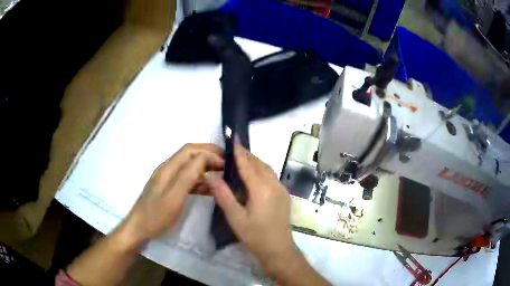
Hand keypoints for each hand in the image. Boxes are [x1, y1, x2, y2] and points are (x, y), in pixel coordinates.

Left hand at [117, 143, 223, 248]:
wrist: (140, 228)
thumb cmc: (157, 215)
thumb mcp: (175, 196)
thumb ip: (189, 175)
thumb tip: (205, 157)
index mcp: (169, 167)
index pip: (191, 150)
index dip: (209, 152)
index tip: (226, 163)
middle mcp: (168, 168)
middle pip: (191, 154)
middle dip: (209, 155)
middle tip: (227, 164)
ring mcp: (168, 178)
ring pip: (190, 166)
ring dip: (206, 168)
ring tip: (222, 175)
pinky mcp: (169, 188)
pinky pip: (187, 179)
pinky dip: (200, 180)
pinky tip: (209, 188)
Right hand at [207, 144, 297, 274]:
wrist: (278, 249)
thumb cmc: (255, 236)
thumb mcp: (235, 218)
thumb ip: (223, 195)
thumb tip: (210, 176)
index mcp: (262, 189)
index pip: (248, 165)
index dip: (239, 152)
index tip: (232, 141)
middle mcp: (274, 185)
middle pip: (259, 164)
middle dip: (246, 155)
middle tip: (233, 150)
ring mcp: (281, 189)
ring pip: (267, 169)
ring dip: (255, 162)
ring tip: (241, 160)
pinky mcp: (284, 195)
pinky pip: (272, 176)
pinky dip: (261, 170)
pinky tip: (253, 175)